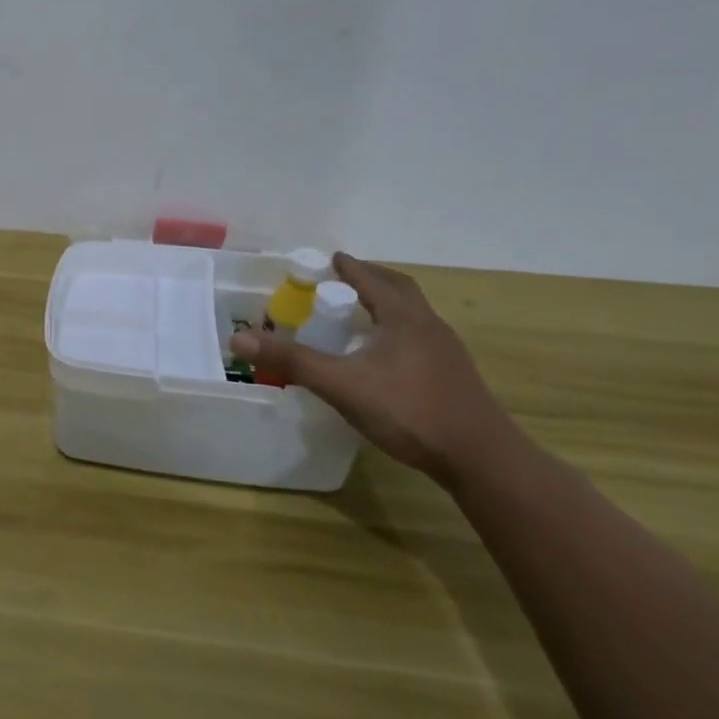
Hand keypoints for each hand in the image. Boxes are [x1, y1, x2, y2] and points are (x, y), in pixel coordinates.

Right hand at [229, 253, 520, 484]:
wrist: (479, 458)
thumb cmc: (409, 411)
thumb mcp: (342, 385)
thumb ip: (292, 361)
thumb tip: (238, 338)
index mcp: (404, 318)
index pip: (373, 279)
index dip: (349, 268)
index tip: (329, 259)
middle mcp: (429, 326)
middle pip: (399, 290)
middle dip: (370, 280)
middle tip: (342, 281)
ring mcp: (445, 352)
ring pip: (412, 315)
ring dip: (385, 306)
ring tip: (358, 315)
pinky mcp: (451, 377)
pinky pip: (418, 339)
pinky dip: (395, 332)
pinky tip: (382, 357)